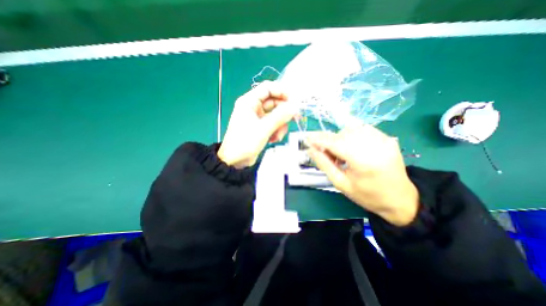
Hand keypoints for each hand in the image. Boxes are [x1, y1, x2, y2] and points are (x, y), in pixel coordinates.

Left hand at [218, 82, 297, 168]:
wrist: (235, 160)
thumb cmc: (245, 142)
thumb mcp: (263, 128)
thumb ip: (280, 116)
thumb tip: (295, 106)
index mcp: (249, 102)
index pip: (268, 88)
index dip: (282, 91)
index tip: (294, 101)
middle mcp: (254, 107)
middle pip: (274, 102)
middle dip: (284, 112)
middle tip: (295, 118)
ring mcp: (258, 118)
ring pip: (276, 115)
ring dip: (280, 125)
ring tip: (277, 136)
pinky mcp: (261, 127)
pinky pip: (273, 124)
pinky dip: (276, 131)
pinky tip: (273, 140)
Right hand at [306, 124, 418, 226]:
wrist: (399, 199)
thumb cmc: (366, 195)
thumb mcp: (340, 183)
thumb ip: (324, 164)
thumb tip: (311, 149)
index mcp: (364, 161)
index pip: (335, 143)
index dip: (319, 139)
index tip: (307, 139)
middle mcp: (375, 146)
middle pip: (343, 134)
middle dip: (329, 141)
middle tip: (326, 153)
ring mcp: (384, 139)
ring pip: (351, 129)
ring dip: (340, 138)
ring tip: (341, 153)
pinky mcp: (387, 137)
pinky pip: (362, 129)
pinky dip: (352, 135)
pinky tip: (352, 147)